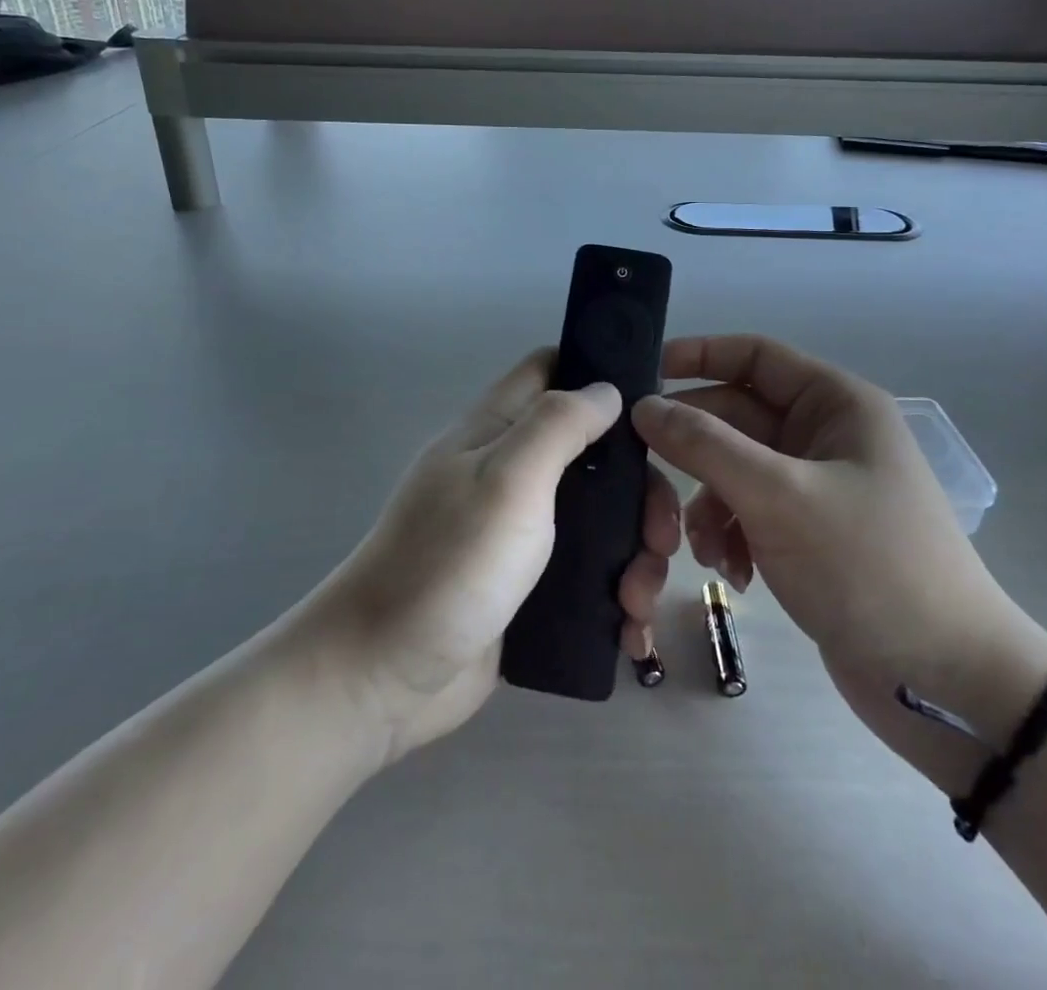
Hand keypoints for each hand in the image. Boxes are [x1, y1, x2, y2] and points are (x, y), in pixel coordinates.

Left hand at [313, 349, 680, 761]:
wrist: (385, 676)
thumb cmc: (449, 564)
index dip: (598, 372)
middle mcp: (511, 472)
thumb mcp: (508, 478)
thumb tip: (606, 388)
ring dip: (636, 551)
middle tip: (662, 536)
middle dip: (638, 489)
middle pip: (592, 452)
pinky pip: (589, 574)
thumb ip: (558, 424)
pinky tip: (631, 629)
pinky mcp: (528, 586)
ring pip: (599, 518)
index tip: (654, 407)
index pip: (549, 369)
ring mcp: (519, 532)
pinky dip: (617, 594)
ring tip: (641, 599)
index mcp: (496, 431)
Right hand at [631, 335, 1046, 765]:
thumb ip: (704, 445)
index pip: (755, 356)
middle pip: (736, 417)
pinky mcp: (808, 534)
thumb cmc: (867, 566)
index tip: (643, 374)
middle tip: (642, 473)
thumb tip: (643, 406)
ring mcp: (816, 487)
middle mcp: (825, 436)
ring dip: (709, 504)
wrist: (944, 681)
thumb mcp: (778, 496)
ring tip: (702, 549)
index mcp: (835, 405)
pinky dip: (730, 536)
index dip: (699, 355)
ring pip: (735, 470)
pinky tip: (733, 573)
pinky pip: (749, 512)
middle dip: (694, 450)